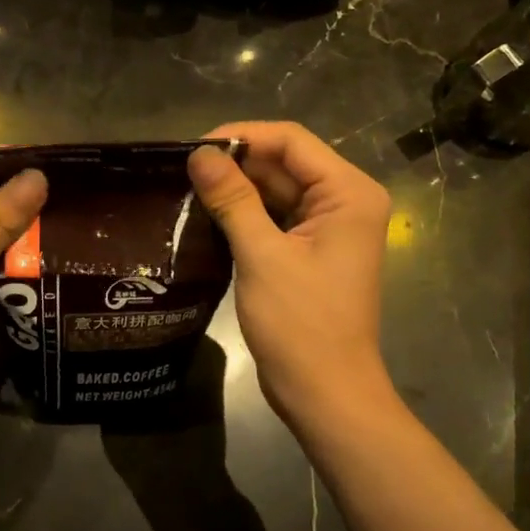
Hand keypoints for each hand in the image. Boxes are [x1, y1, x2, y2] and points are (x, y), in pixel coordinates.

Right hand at [188, 123, 391, 417]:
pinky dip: (244, 214)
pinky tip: (206, 215)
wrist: (326, 394)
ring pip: (276, 190)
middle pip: (284, 163)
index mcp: (348, 193)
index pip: (291, 141)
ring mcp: (328, 228)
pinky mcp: (310, 251)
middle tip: (181, 170)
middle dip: (235, 164)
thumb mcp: (262, 255)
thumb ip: (232, 199)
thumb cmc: (301, 324)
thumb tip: (199, 154)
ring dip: (236, 189)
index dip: (241, 136)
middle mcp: (344, 202)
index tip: (193, 148)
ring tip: (186, 188)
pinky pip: (275, 217)